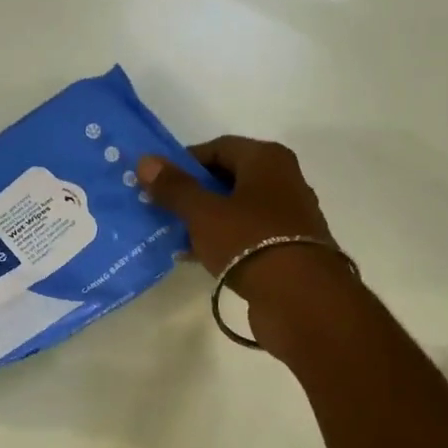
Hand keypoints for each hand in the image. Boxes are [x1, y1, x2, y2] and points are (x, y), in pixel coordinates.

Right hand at [137, 137, 354, 354]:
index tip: (158, 182)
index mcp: (267, 159)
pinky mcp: (287, 248)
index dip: (185, 162)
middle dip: (193, 192)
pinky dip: (222, 241)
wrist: (302, 300)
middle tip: (161, 207)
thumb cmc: (250, 241)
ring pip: (236, 209)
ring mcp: (288, 217)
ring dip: (205, 219)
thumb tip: (146, 160)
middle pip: (228, 178)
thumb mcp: (204, 212)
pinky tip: (195, 256)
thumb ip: (174, 187)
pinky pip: (246, 235)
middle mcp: (283, 180)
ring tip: (173, 233)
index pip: (218, 147)